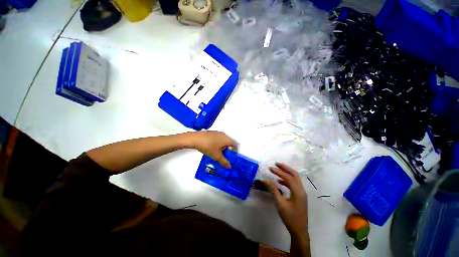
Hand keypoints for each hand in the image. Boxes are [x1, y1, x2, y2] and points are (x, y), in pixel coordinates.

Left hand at [189, 131, 237, 168]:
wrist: (195, 139)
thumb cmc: (208, 146)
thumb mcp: (216, 156)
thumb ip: (224, 162)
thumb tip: (229, 166)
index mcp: (227, 139)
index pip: (235, 145)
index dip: (234, 152)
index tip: (231, 157)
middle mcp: (224, 135)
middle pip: (229, 143)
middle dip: (228, 150)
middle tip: (224, 156)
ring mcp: (218, 133)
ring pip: (223, 141)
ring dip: (223, 147)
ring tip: (218, 153)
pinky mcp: (212, 133)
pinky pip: (218, 139)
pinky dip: (218, 144)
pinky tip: (212, 148)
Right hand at [263, 163, 307, 236]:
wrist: (299, 231)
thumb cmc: (289, 217)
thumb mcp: (279, 203)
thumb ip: (273, 190)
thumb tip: (265, 180)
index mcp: (298, 192)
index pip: (288, 177)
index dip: (279, 172)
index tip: (270, 168)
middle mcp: (301, 190)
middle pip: (294, 174)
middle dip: (285, 168)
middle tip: (276, 164)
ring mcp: (301, 193)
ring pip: (295, 178)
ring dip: (286, 173)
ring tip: (277, 170)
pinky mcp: (300, 196)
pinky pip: (293, 184)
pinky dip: (287, 180)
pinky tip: (280, 181)